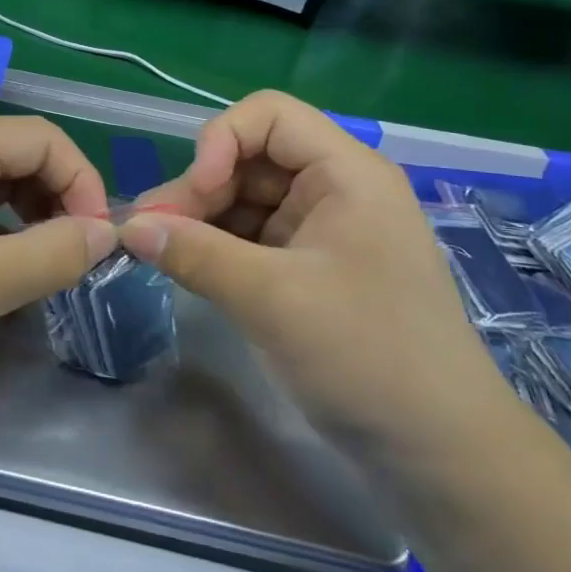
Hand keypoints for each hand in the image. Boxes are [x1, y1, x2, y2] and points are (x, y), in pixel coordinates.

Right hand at [118, 91, 513, 465]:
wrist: (442, 456)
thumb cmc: (368, 357)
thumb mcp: (272, 299)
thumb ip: (194, 253)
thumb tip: (127, 227)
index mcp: (346, 174)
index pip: (269, 116)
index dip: (221, 140)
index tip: (195, 193)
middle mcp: (336, 190)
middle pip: (251, 158)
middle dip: (199, 189)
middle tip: (152, 233)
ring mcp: (325, 231)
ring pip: (246, 199)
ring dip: (201, 219)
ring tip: (160, 253)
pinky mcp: (313, 269)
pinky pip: (253, 238)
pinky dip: (217, 247)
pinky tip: (189, 269)